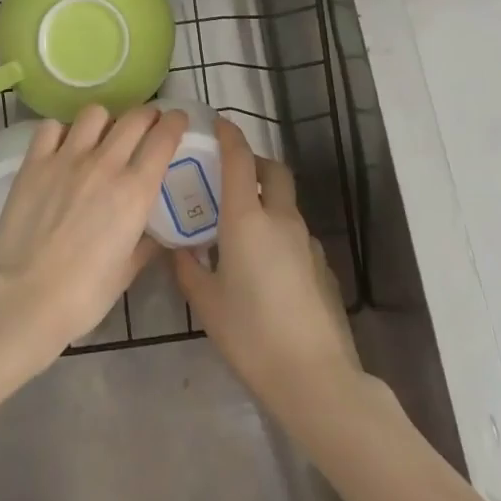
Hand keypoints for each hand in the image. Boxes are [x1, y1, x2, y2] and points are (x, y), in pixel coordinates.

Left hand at [0, 104, 185, 371]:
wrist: (25, 297)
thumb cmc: (83, 294)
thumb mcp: (127, 271)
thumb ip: (146, 244)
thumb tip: (157, 234)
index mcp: (135, 191)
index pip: (163, 138)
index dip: (174, 122)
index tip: (177, 119)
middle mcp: (105, 164)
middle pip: (134, 118)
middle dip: (147, 115)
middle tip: (147, 124)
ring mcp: (67, 158)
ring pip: (95, 114)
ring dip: (106, 120)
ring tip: (103, 134)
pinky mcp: (35, 162)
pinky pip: (52, 127)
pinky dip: (62, 130)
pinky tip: (63, 146)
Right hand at [172, 119, 359, 420]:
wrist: (314, 377)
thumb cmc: (250, 334)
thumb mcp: (206, 302)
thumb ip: (188, 268)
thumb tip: (178, 249)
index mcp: (247, 219)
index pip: (240, 160)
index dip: (229, 135)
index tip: (218, 123)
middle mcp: (280, 220)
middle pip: (274, 171)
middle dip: (255, 163)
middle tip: (232, 176)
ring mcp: (306, 242)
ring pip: (287, 203)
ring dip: (267, 200)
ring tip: (242, 229)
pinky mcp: (322, 266)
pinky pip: (296, 234)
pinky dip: (279, 232)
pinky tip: (266, 266)